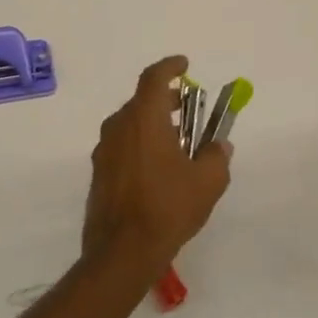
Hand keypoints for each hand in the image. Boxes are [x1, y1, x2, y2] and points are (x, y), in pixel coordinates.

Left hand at [81, 56, 230, 273]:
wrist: (122, 252)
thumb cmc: (168, 208)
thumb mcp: (207, 182)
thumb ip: (216, 156)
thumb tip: (218, 146)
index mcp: (144, 120)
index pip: (154, 78)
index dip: (170, 66)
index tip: (185, 65)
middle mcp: (118, 128)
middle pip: (141, 102)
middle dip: (166, 100)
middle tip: (187, 109)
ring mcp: (104, 152)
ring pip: (130, 125)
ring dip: (153, 125)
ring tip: (178, 144)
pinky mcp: (99, 174)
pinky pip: (122, 147)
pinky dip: (141, 145)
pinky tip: (159, 169)